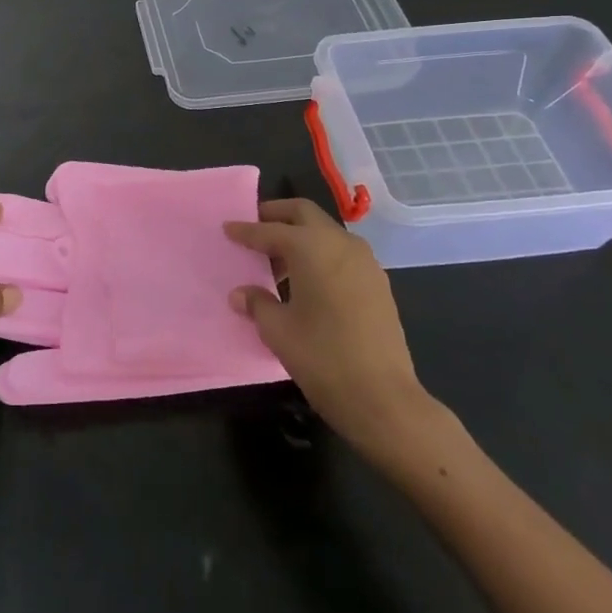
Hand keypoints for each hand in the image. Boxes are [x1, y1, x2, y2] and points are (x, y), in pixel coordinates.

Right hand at [226, 198, 441, 468]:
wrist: (383, 398)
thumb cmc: (322, 358)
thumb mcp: (278, 330)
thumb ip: (257, 303)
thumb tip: (241, 294)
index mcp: (311, 247)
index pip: (270, 230)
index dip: (246, 231)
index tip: (227, 228)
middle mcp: (340, 243)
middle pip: (304, 213)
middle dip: (277, 215)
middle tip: (255, 227)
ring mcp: (365, 262)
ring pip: (326, 232)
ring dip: (302, 236)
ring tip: (278, 261)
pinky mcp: (378, 283)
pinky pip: (342, 253)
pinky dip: (321, 254)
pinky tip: (307, 281)